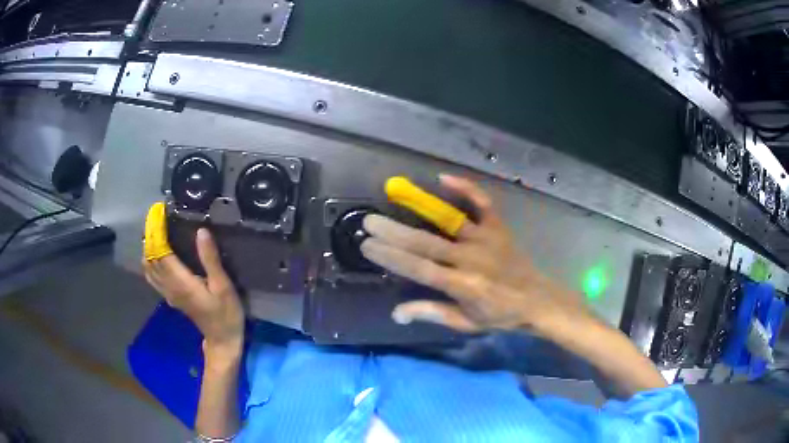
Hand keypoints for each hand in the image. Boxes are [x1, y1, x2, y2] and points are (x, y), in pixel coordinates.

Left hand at [143, 228, 243, 352]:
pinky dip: (150, 261)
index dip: (156, 231)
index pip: (160, 252)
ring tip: (154, 230)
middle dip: (150, 235)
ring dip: (148, 247)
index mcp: (181, 282)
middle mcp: (169, 286)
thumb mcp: (223, 286)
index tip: (158, 213)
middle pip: (151, 257)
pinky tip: (155, 253)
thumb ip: (210, 259)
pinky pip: (152, 276)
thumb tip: (201, 231)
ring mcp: (168, 293)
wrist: (222, 340)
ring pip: (148, 267)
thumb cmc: (226, 313)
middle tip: (156, 216)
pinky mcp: (170, 296)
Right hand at [360, 175, 588, 333]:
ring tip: (395, 194)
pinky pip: (482, 203)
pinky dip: (466, 188)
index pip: (419, 269)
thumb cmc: (499, 315)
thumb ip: (432, 313)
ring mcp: (486, 239)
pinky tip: (444, 178)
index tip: (368, 247)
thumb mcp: (466, 323)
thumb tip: (396, 312)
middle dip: (393, 232)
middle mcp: (471, 259)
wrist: (536, 299)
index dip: (391, 257)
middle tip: (367, 221)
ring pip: (447, 221)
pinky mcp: (498, 227)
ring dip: (418, 209)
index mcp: (462, 285)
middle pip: (426, 243)